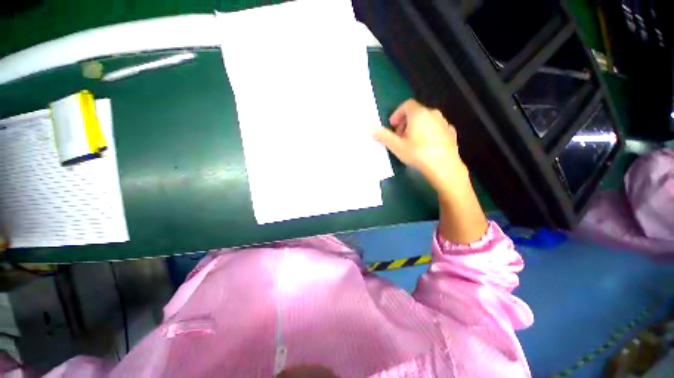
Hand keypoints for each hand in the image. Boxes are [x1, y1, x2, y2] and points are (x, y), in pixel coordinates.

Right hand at [375, 99, 486, 243]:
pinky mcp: (451, 133)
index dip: (397, 114)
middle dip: (405, 123)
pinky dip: (428, 133)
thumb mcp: (396, 146)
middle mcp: (433, 114)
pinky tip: (426, 146)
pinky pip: (436, 128)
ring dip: (417, 128)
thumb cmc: (417, 153)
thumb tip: (368, 128)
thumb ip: (382, 136)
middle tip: (400, 137)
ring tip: (412, 143)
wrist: (444, 166)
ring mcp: (444, 123)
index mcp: (419, 114)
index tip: (393, 126)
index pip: (406, 105)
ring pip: (427, 120)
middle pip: (416, 113)